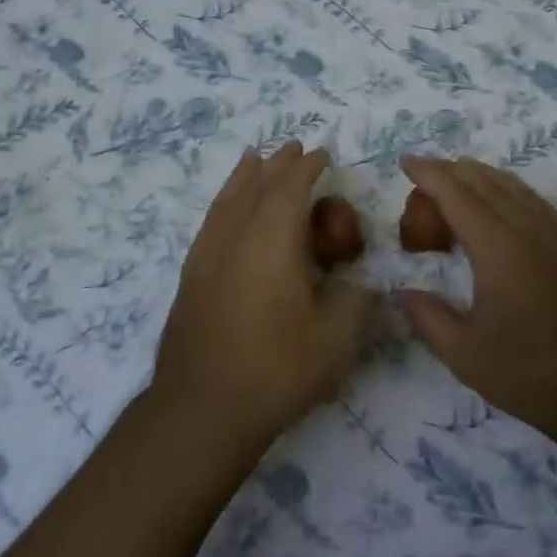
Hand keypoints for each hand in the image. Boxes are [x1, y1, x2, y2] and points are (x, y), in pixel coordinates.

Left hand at [151, 143, 375, 455]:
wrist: (200, 408)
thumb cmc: (275, 370)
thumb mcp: (336, 342)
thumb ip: (357, 304)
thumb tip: (365, 285)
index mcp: (274, 239)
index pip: (293, 185)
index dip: (310, 166)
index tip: (324, 153)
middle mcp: (237, 233)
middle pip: (258, 184)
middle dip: (280, 163)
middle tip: (296, 149)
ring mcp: (208, 251)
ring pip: (229, 197)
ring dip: (247, 174)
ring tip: (255, 157)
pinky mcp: (191, 273)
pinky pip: (211, 218)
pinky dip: (224, 199)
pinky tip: (227, 207)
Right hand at [397, 156, 556, 456]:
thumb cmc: (532, 374)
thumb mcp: (465, 355)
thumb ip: (427, 317)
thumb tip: (401, 292)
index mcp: (498, 248)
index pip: (456, 194)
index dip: (428, 173)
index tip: (405, 160)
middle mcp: (528, 229)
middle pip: (483, 181)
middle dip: (449, 170)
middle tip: (422, 178)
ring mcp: (556, 234)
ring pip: (511, 185)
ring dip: (478, 175)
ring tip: (454, 179)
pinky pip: (533, 199)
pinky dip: (506, 188)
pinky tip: (499, 202)